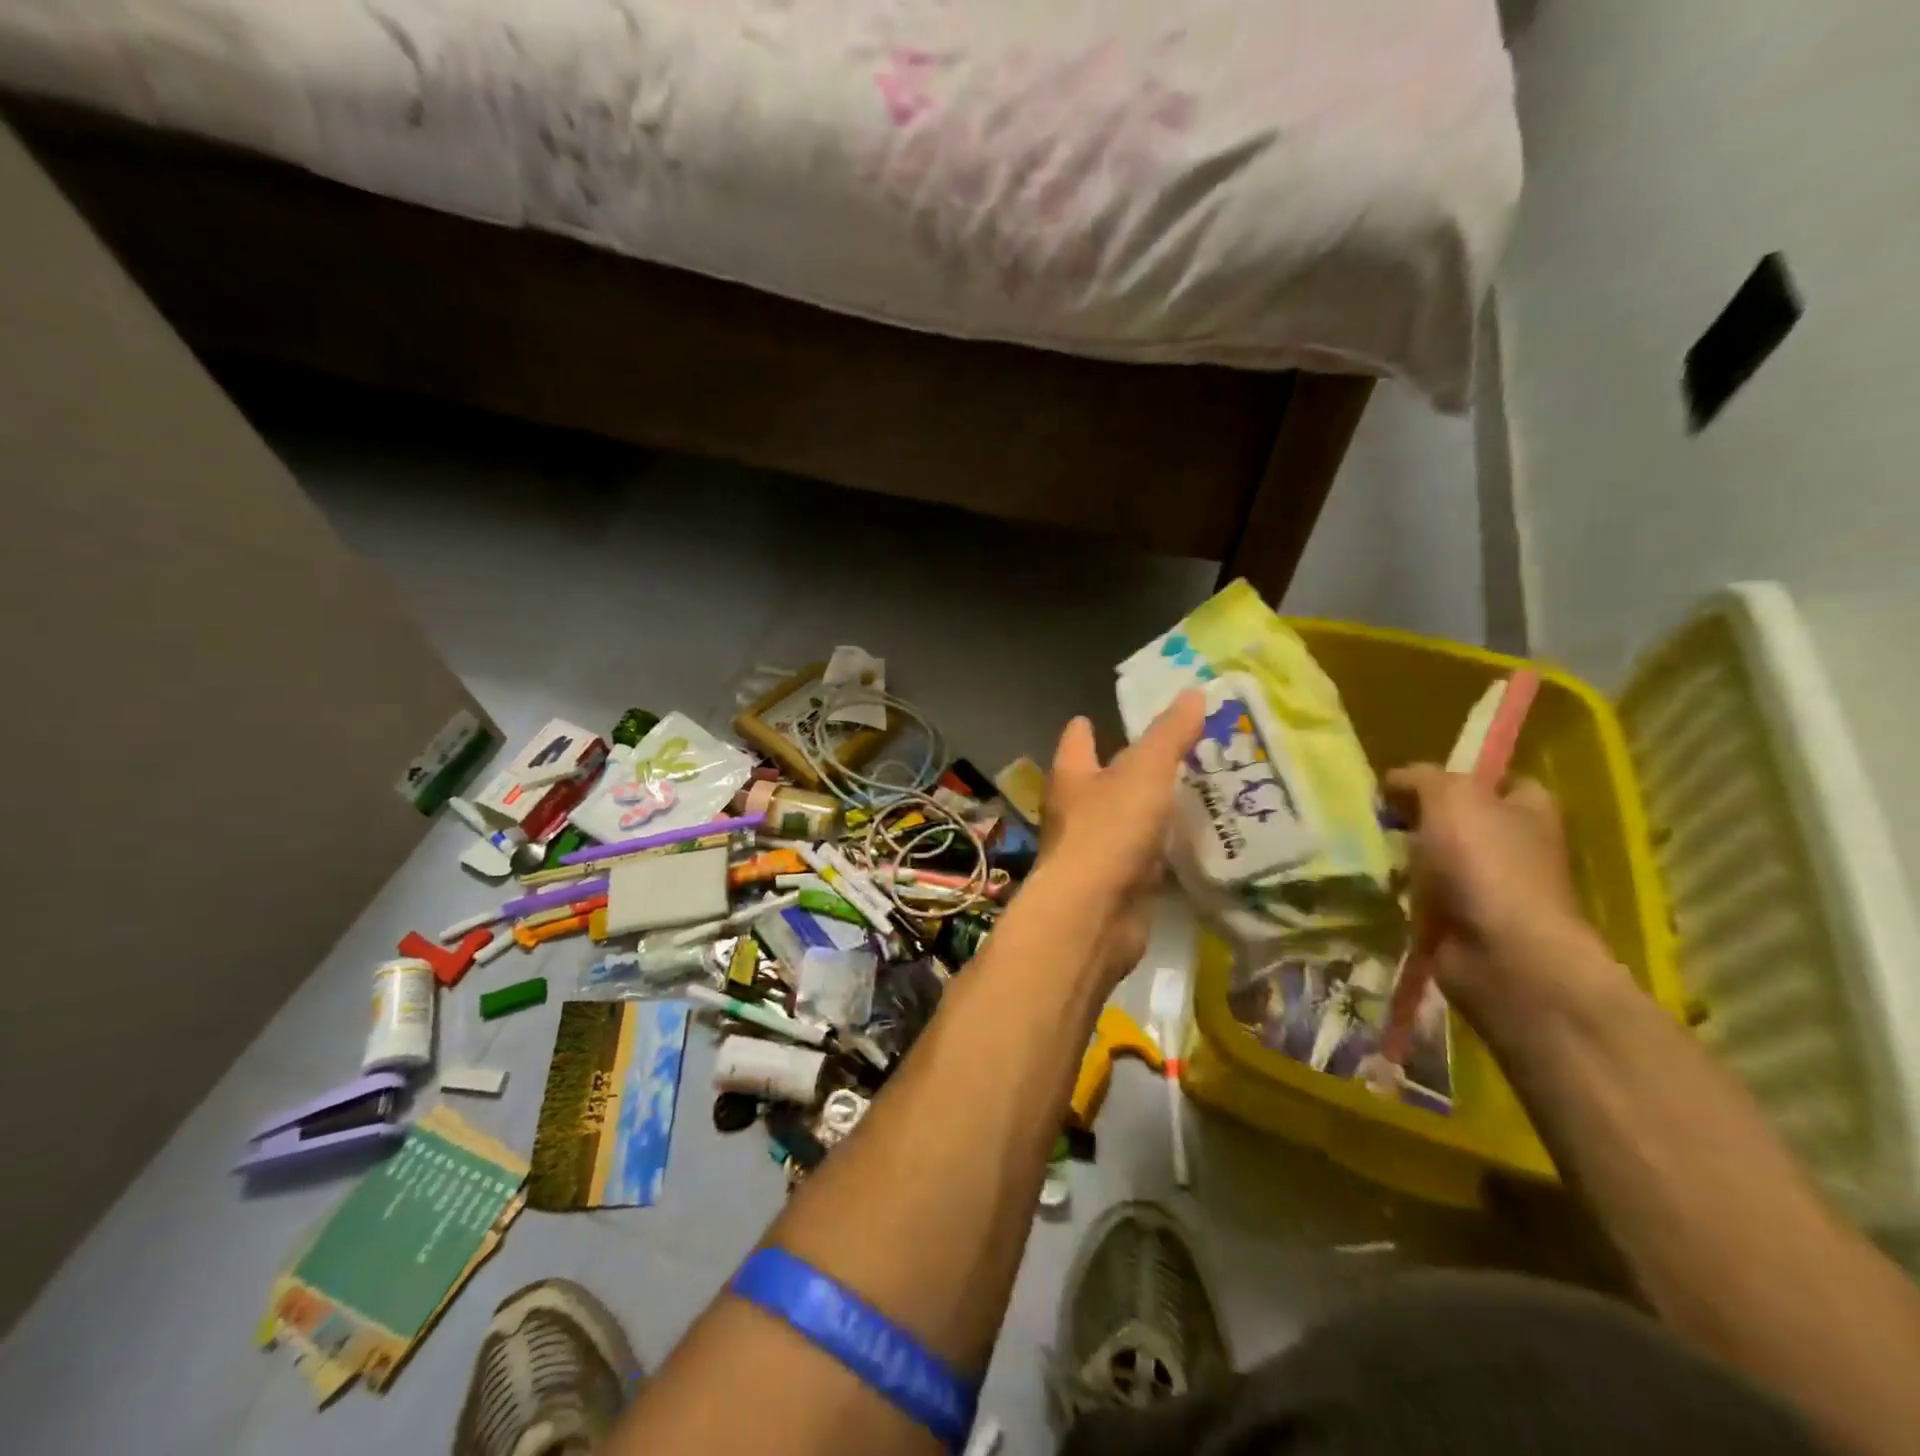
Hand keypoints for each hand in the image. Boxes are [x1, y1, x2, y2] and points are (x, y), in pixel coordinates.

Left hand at [1035, 690, 1204, 985]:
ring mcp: (1094, 851)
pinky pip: (1143, 861)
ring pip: (1125, 822)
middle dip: (1132, 769)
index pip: (1077, 739)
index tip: (1105, 717)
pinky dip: (1164, 853)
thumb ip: (1169, 734)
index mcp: (1072, 775)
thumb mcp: (1145, 771)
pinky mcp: (1116, 886)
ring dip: (1152, 813)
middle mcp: (1075, 811)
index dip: (1088, 726)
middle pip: (1101, 782)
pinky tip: (1196, 848)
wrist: (1093, 914)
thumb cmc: (1109, 830)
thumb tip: (1193, 691)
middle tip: (1179, 754)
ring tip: (1198, 796)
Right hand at [1384, 765, 1614, 1022]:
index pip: (1499, 781)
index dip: (1457, 776)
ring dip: (1405, 860)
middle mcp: (1518, 848)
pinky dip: (1402, 896)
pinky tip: (1373, 889)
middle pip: (1462, 822)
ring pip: (1439, 862)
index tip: (1409, 784)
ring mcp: (1494, 890)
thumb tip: (1394, 780)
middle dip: (1419, 820)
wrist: (1503, 955)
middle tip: (1375, 817)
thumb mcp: (1450, 797)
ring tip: (1364, 852)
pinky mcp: (1467, 925)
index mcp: (1529, 811)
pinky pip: (1426, 900)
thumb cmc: (1485, 863)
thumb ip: (1420, 778)